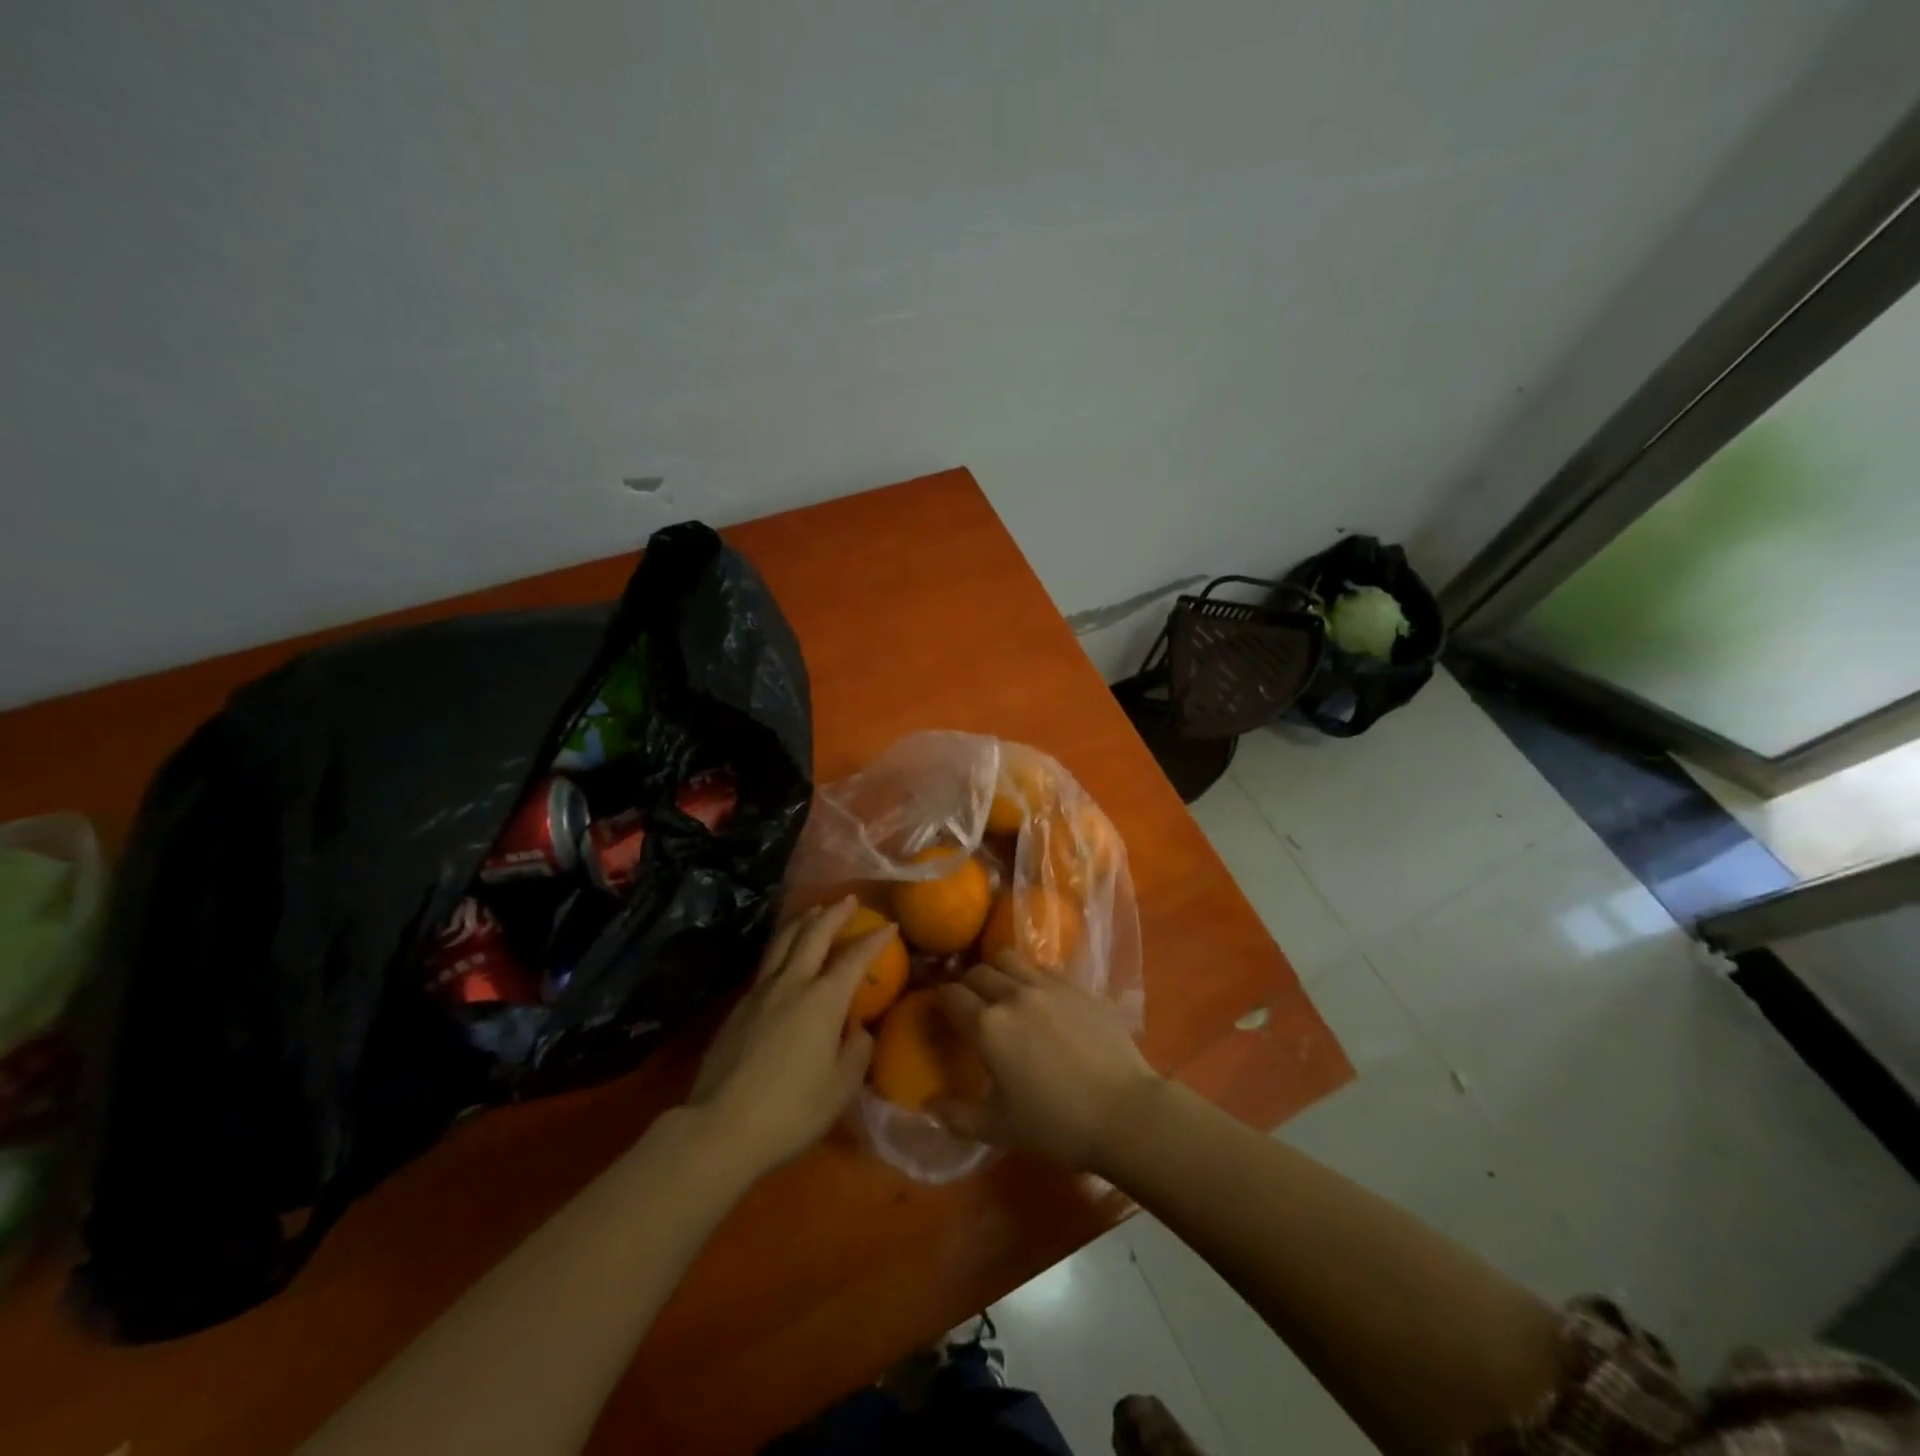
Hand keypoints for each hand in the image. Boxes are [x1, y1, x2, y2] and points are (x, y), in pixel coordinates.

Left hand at [689, 897, 889, 1177]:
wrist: (720, 1127)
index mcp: (823, 1000)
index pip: (854, 958)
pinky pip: (766, 963)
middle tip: (848, 899)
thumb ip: (856, 1051)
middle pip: (813, 935)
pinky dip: (782, 947)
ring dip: (802, 922)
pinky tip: (785, 955)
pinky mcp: (738, 1007)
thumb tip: (856, 1028)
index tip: (889, 925)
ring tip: (813, 911)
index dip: (874, 940)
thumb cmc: (791, 1111)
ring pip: (783, 942)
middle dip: (833, 914)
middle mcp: (792, 984)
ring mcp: (760, 992)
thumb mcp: (840, 1088)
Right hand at [932, 960, 1160, 1170]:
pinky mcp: (1078, 986)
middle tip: (971, 1006)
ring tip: (1004, 993)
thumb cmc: (1056, 1124)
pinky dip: (1033, 977)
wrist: (1124, 1111)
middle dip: (967, 985)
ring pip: (1010, 960)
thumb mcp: (999, 1129)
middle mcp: (1013, 995)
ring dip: (998, 972)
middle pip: (978, 972)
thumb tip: (928, 1107)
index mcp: (988, 1025)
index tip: (939, 1011)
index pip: (950, 995)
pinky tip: (1041, 999)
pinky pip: (1044, 969)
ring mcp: (1048, 986)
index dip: (939, 1000)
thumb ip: (956, 1117)